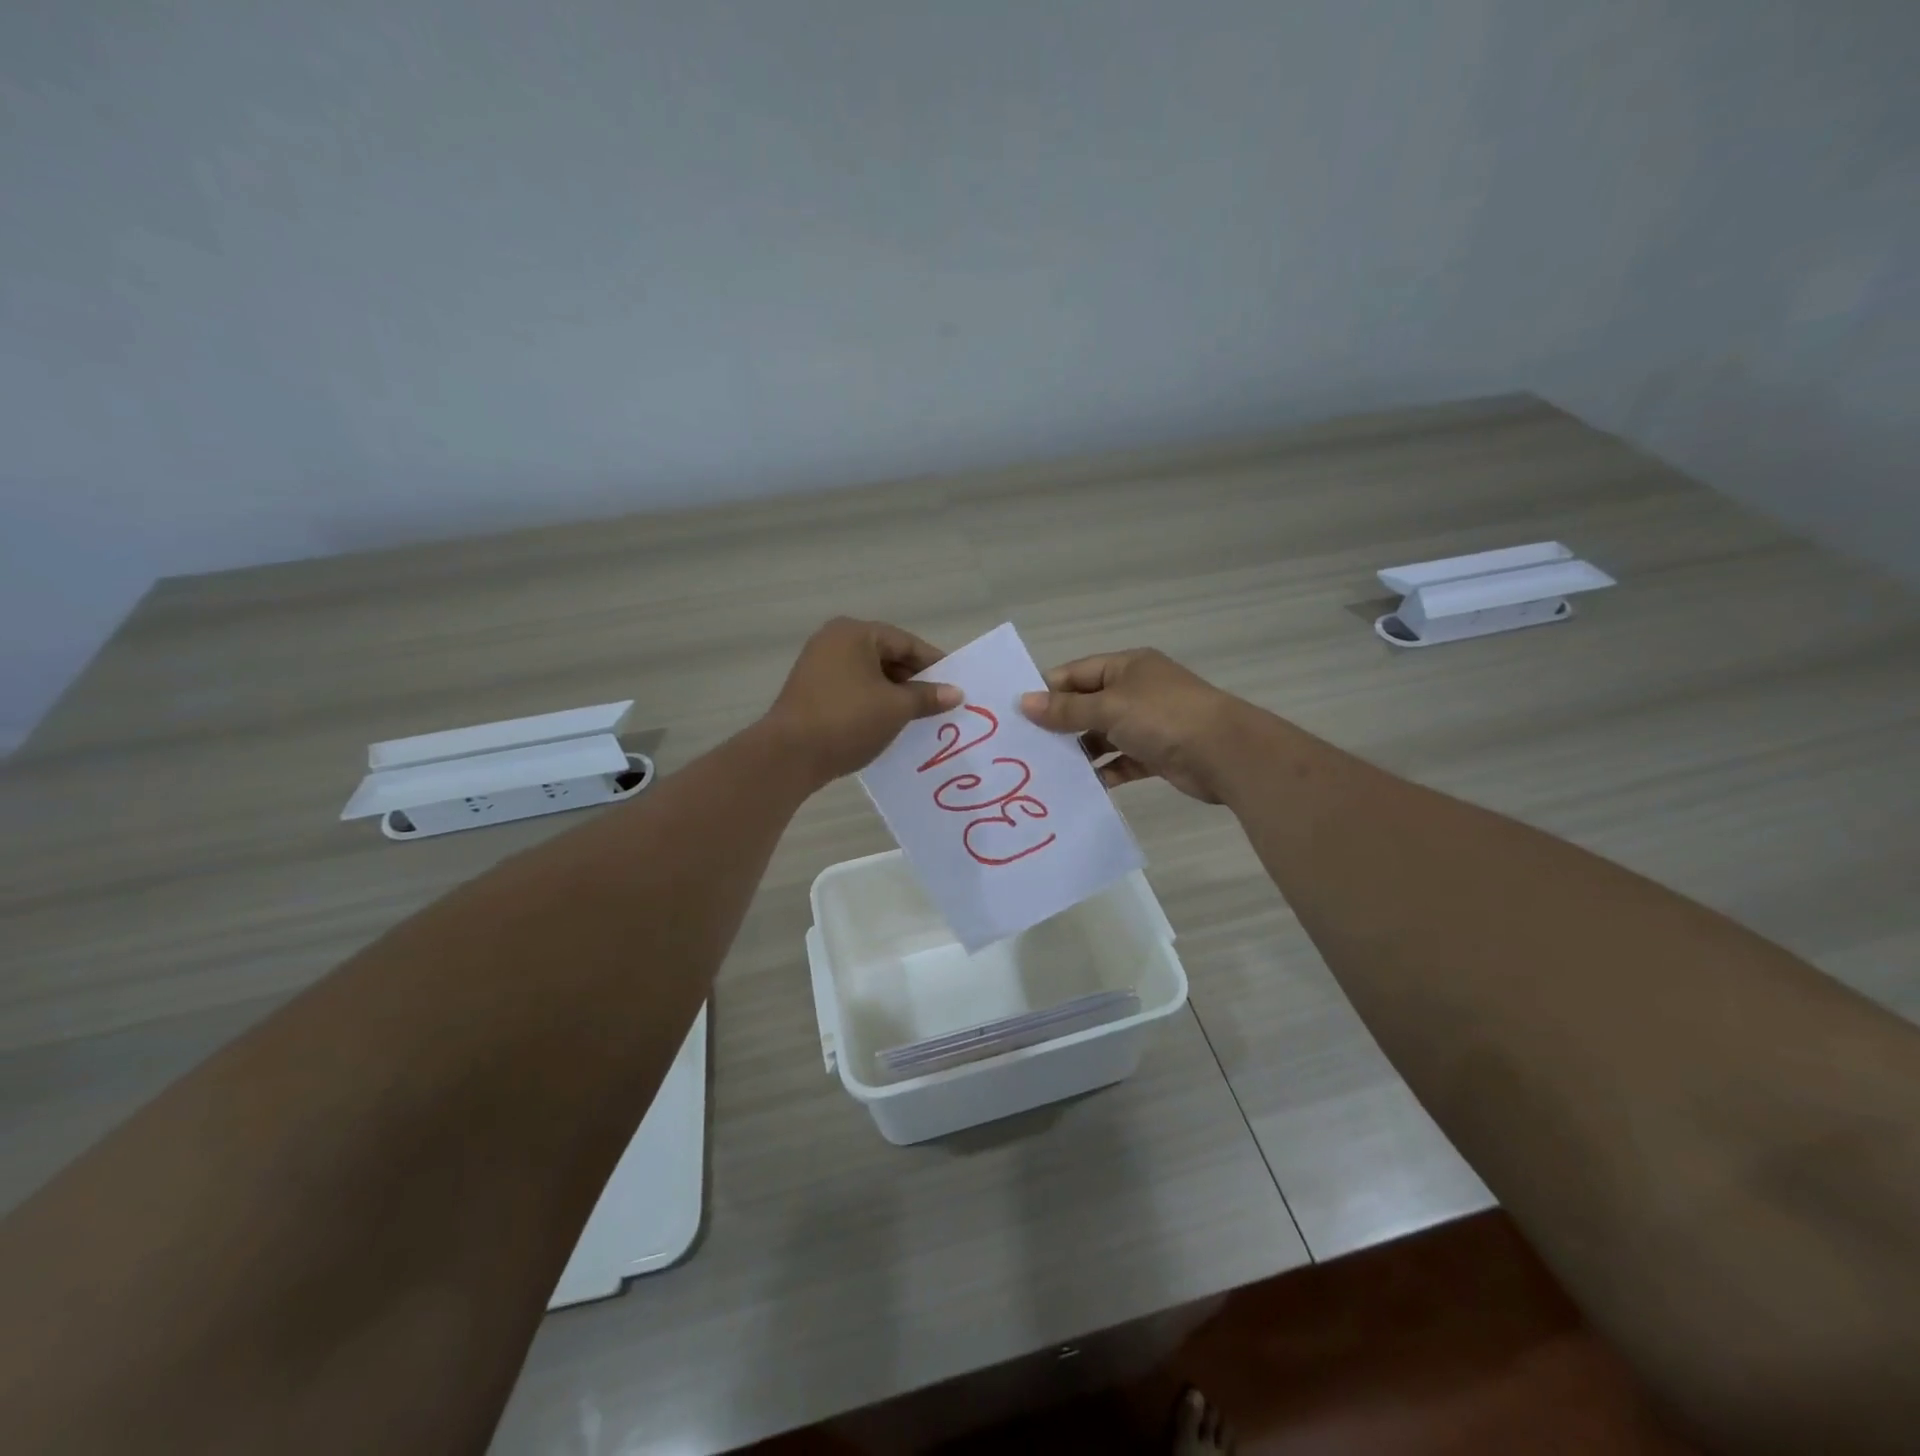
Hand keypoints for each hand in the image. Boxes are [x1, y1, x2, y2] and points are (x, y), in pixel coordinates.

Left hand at [765, 617, 959, 784]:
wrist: (789, 755)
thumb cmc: (848, 720)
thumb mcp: (896, 708)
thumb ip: (928, 697)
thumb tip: (956, 693)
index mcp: (855, 633)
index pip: (906, 643)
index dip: (934, 665)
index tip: (955, 686)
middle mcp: (833, 641)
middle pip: (887, 656)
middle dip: (913, 681)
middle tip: (939, 704)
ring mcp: (818, 665)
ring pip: (869, 675)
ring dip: (894, 694)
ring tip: (918, 718)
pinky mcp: (810, 691)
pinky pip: (852, 689)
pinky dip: (872, 703)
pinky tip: (888, 724)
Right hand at [1020, 649, 1246, 803]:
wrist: (1226, 754)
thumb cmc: (1163, 717)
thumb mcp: (1109, 708)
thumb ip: (1066, 710)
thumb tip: (1024, 703)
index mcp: (1126, 667)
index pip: (1076, 674)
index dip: (1047, 691)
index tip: (1016, 714)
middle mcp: (1136, 691)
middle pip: (1087, 705)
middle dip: (1060, 725)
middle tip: (1025, 747)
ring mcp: (1148, 724)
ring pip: (1103, 736)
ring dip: (1081, 752)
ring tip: (1047, 771)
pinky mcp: (1157, 754)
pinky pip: (1122, 762)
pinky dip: (1105, 772)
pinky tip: (1082, 787)